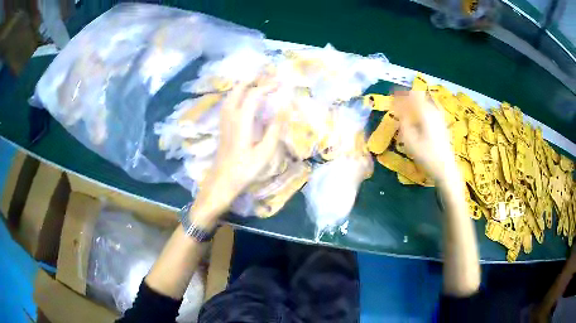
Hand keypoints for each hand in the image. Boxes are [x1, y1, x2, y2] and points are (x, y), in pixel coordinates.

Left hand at [190, 82, 283, 227]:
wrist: (221, 182)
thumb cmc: (244, 170)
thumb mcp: (264, 153)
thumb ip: (274, 129)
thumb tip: (284, 109)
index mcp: (242, 121)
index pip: (254, 95)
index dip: (267, 86)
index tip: (280, 83)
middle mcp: (230, 117)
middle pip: (238, 90)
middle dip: (252, 80)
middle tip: (267, 76)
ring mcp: (224, 121)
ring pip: (230, 96)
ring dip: (243, 86)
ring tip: (256, 82)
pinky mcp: (222, 127)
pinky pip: (228, 103)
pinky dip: (237, 94)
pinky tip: (242, 99)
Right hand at [394, 90, 458, 186]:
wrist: (446, 169)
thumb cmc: (427, 156)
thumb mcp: (411, 142)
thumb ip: (404, 124)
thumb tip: (399, 113)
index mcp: (426, 113)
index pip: (412, 96)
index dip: (401, 94)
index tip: (392, 95)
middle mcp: (434, 112)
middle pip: (420, 97)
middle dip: (408, 97)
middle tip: (398, 102)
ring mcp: (440, 118)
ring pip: (426, 104)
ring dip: (415, 104)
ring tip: (406, 110)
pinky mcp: (442, 125)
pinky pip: (430, 111)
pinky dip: (421, 111)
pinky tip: (418, 119)